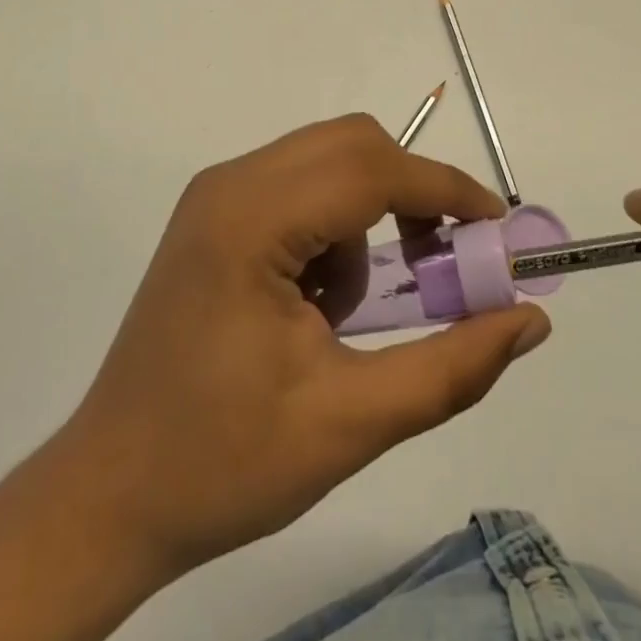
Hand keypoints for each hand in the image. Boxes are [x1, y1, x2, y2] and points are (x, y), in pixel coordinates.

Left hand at [0, 115, 548, 640]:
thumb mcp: (351, 424)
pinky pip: (298, 185)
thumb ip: (452, 367)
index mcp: (252, 221)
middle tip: (440, 263)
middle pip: (351, 145)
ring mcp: (216, 194)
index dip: (445, 191)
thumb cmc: (224, 464)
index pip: (371, 169)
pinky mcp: (213, 213)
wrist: (110, 495)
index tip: (497, 232)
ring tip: (350, 309)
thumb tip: (530, 318)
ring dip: (367, 215)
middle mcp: (230, 184)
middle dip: (410, 192)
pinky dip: (332, 225)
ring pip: (327, 160)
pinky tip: (312, 302)